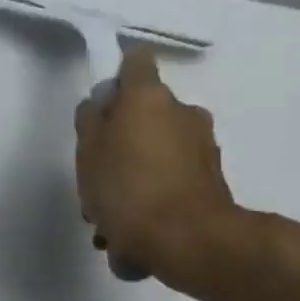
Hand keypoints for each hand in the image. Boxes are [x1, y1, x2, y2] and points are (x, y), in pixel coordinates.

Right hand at [75, 45, 243, 290]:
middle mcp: (182, 112)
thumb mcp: (88, 154)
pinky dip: (151, 197)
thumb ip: (90, 122)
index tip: (101, 105)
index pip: (134, 61)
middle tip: (96, 179)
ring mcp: (202, 146)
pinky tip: (131, 232)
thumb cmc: (127, 190)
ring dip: (133, 175)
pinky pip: (170, 180)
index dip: (115, 77)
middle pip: (144, 115)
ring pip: (156, 152)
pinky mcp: (210, 180)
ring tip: (110, 219)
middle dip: (120, 141)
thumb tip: (99, 105)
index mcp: (149, 97)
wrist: (186, 239)